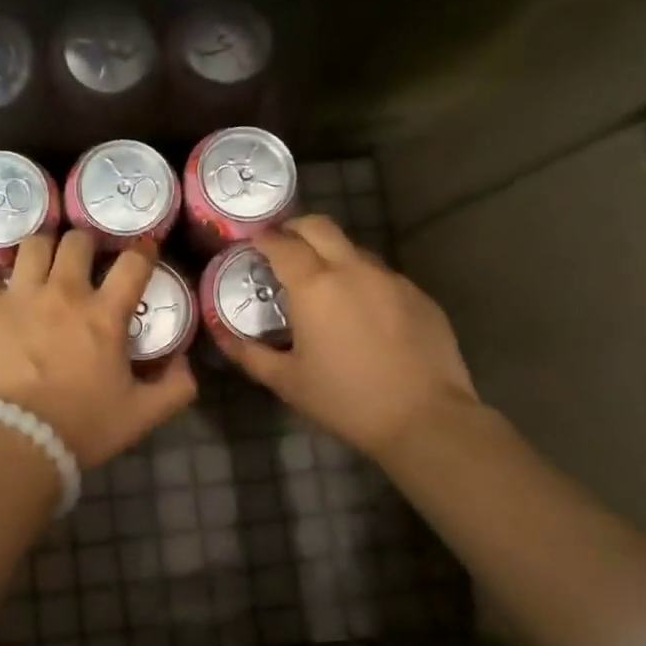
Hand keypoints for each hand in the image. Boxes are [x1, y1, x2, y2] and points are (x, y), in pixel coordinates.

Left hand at [0, 231, 196, 468]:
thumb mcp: (142, 414)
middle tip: (83, 263)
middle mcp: (64, 291)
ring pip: (33, 244)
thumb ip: (176, 387)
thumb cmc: (82, 427)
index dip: (142, 251)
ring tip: (40, 265)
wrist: (17, 443)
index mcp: (105, 313)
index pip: (133, 262)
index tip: (142, 253)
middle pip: (78, 240)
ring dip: (41, 249)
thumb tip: (186, 362)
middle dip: (86, 245)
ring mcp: (20, 295)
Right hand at [209, 215, 479, 463]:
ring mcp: (391, 278)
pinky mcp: (419, 294)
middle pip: (319, 226)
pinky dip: (362, 281)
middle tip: (282, 249)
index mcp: (314, 285)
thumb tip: (220, 333)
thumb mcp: (286, 381)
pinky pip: (382, 275)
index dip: (262, 239)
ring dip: (331, 254)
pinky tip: (363, 313)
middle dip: (295, 229)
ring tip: (323, 285)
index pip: (281, 242)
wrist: (425, 419)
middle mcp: (353, 269)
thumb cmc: (345, 400)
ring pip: (353, 249)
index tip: (252, 246)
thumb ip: (248, 352)